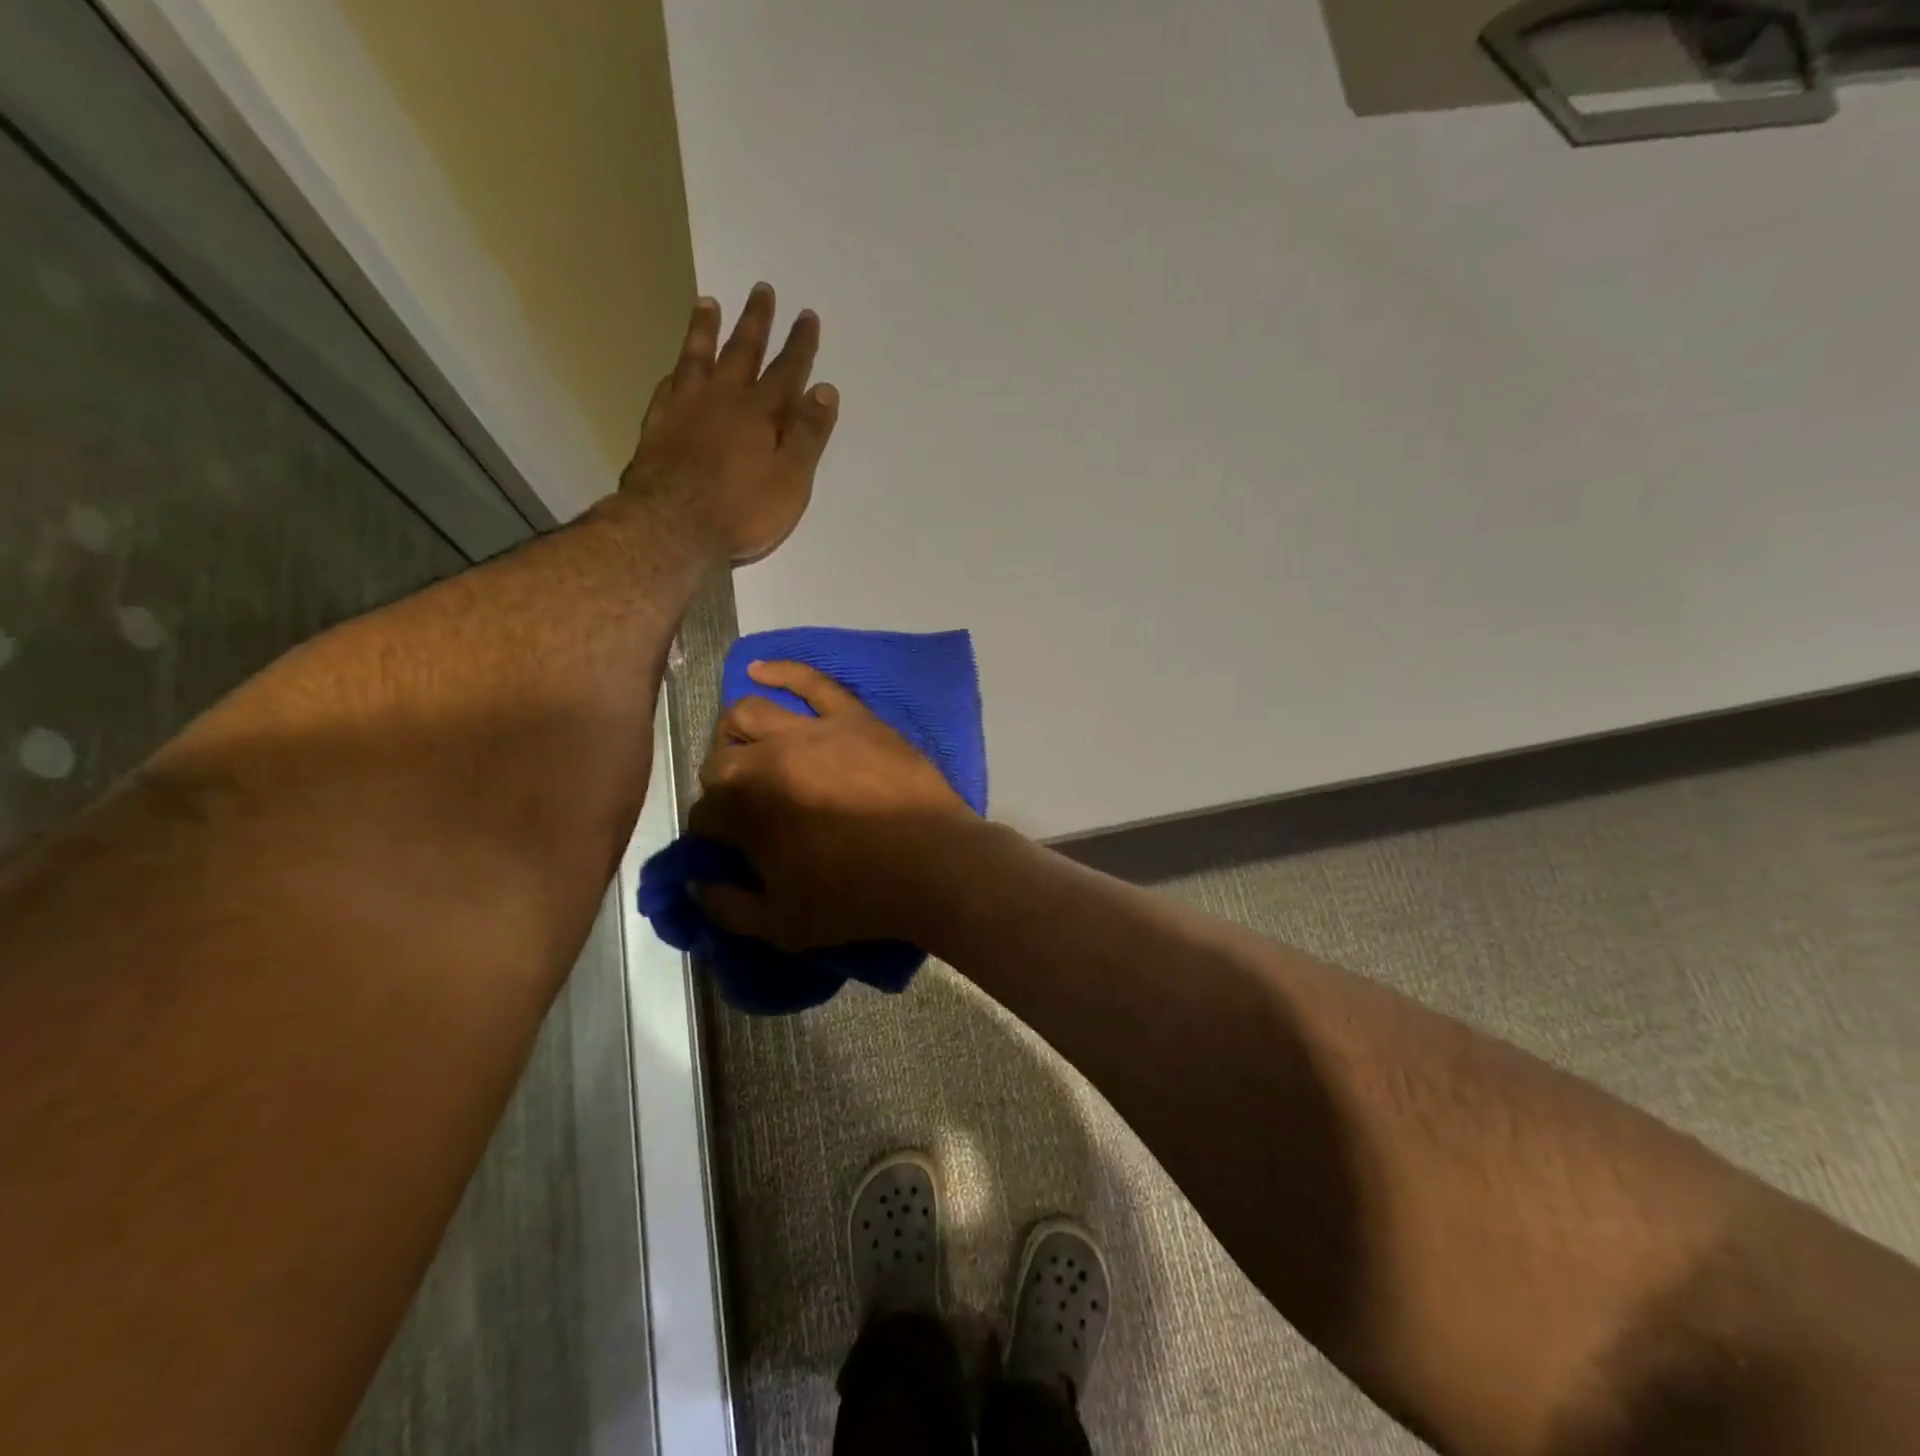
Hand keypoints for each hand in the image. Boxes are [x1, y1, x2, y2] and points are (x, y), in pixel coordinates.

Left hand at [621, 284, 838, 564]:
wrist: (671, 526)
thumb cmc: (740, 510)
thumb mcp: (790, 480)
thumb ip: (808, 435)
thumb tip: (825, 390)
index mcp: (760, 413)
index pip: (787, 371)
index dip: (800, 345)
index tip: (807, 316)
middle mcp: (723, 399)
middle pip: (742, 351)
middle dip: (756, 322)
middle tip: (762, 289)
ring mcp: (686, 408)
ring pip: (698, 358)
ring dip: (706, 329)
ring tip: (709, 303)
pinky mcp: (659, 425)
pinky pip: (670, 384)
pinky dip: (678, 369)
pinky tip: (678, 365)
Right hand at [688, 661, 976, 948]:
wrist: (932, 865)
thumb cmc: (856, 897)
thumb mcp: (781, 924)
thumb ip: (727, 907)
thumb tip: (696, 884)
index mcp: (744, 811)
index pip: (704, 813)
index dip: (712, 833)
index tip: (730, 847)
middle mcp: (766, 760)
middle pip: (719, 761)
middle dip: (722, 786)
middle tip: (747, 808)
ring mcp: (810, 730)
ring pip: (749, 712)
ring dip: (737, 733)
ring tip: (748, 748)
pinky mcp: (851, 716)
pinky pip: (811, 681)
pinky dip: (781, 671)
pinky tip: (758, 671)